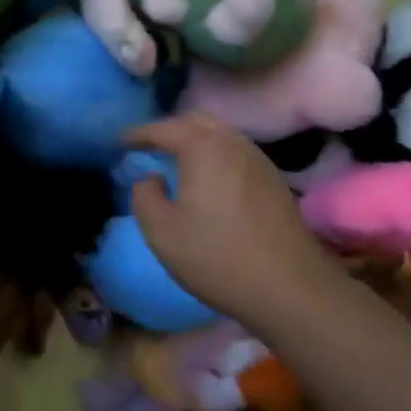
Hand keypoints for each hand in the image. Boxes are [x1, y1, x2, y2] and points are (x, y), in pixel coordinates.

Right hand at [124, 113, 334, 320]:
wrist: (291, 289)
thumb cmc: (217, 256)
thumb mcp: (161, 231)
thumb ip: (144, 195)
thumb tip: (150, 178)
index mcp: (202, 147)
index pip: (162, 128)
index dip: (137, 134)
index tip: (119, 144)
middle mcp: (232, 143)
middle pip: (196, 121)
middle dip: (169, 130)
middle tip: (148, 150)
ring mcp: (258, 160)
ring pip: (220, 135)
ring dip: (195, 142)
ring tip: (176, 164)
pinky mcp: (274, 181)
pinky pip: (235, 153)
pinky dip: (215, 156)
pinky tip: (208, 182)